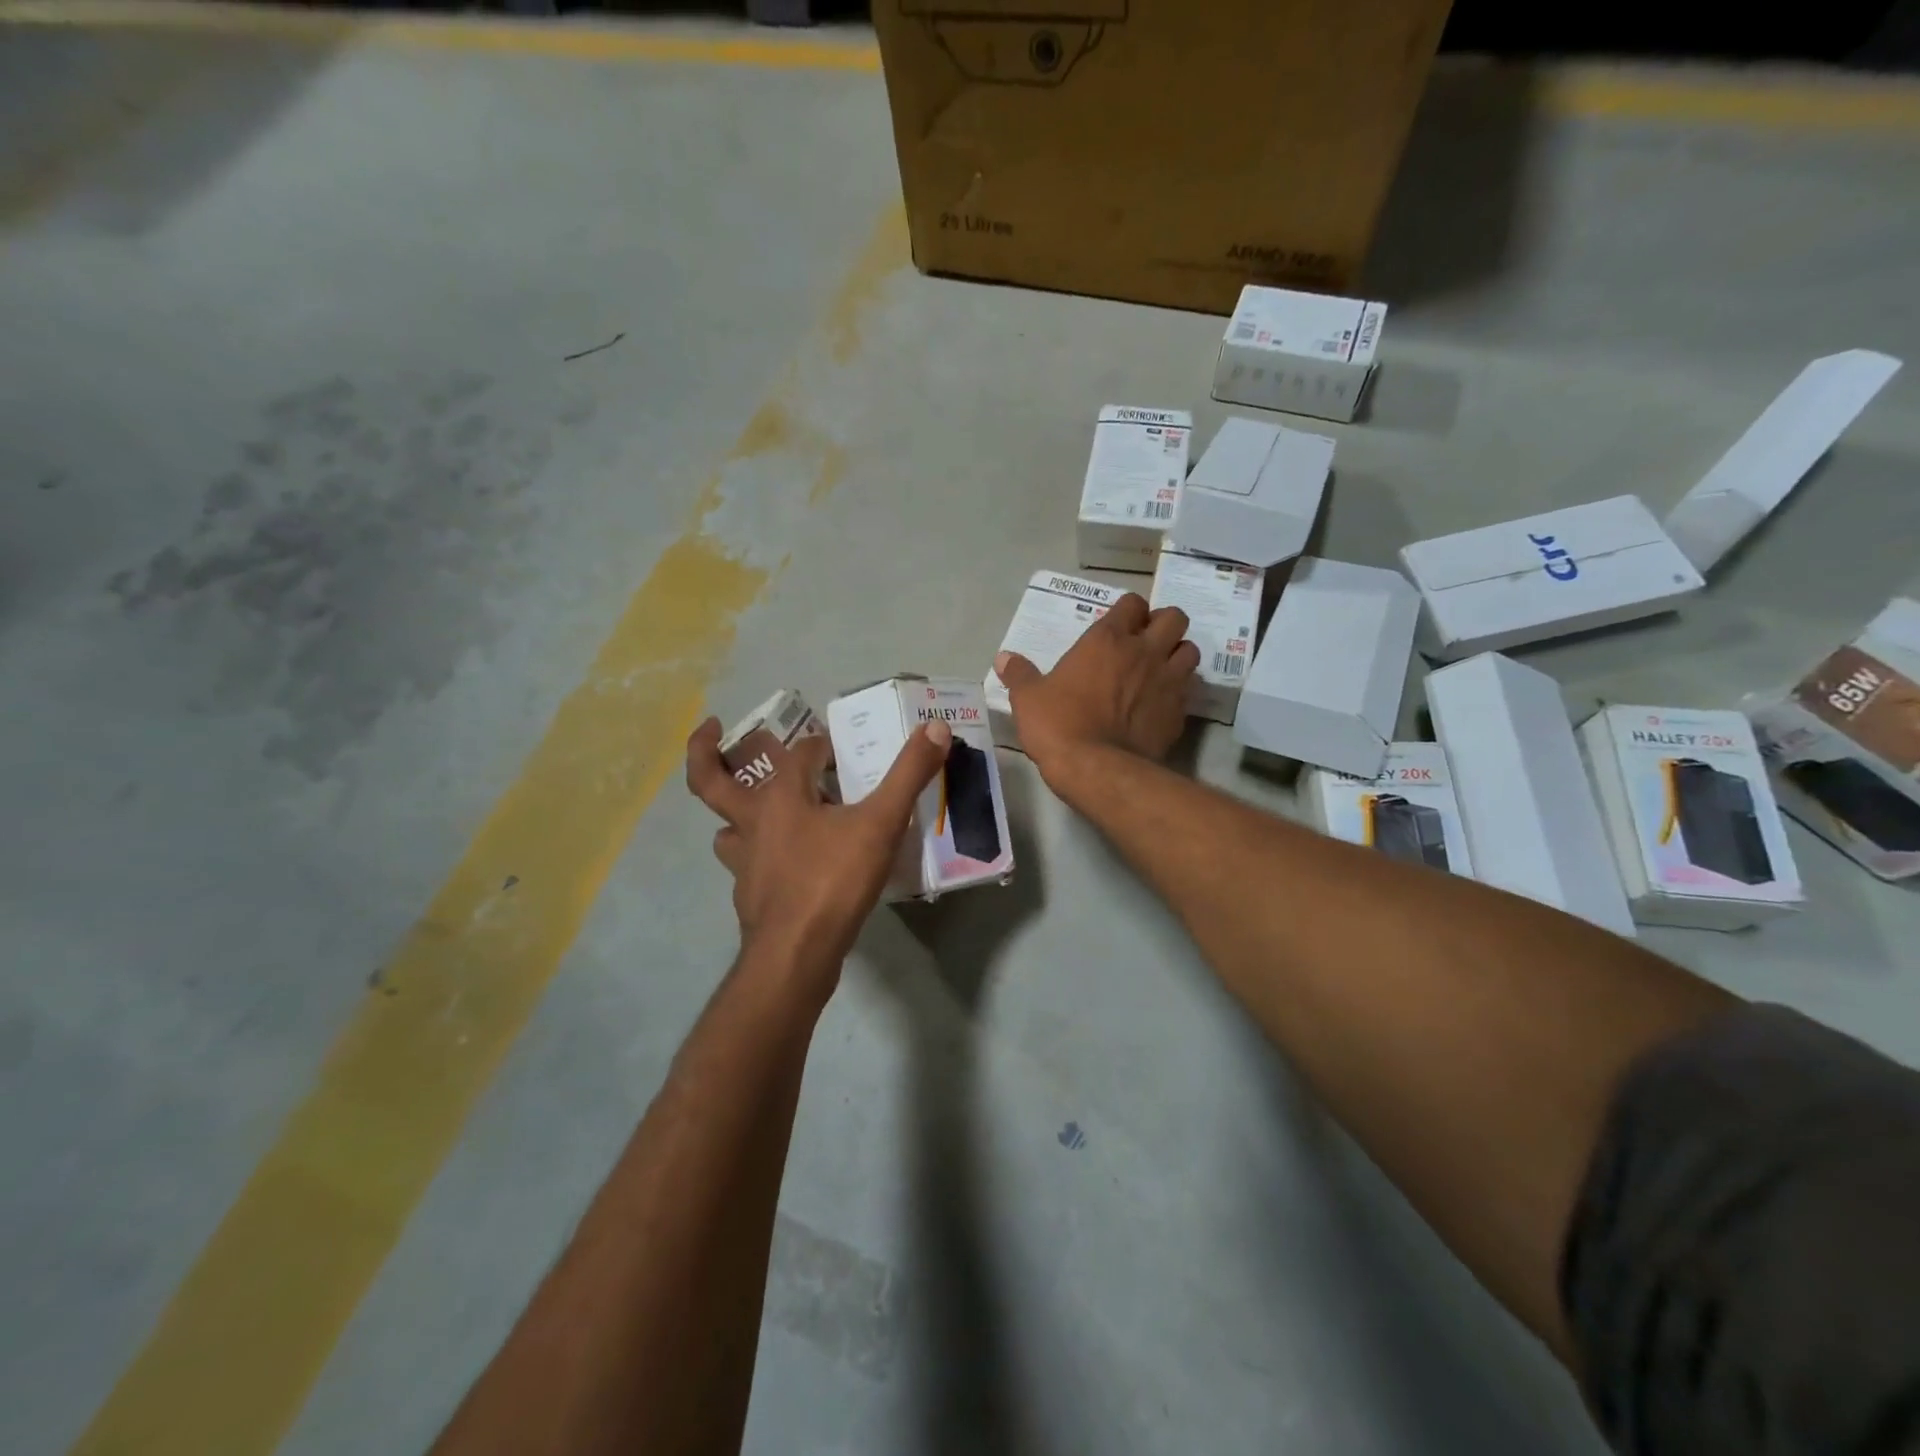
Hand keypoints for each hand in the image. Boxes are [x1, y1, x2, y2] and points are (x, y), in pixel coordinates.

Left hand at [685, 715, 951, 986]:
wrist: (797, 954)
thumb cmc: (834, 880)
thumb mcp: (881, 823)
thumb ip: (909, 774)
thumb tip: (936, 727)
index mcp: (781, 796)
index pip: (799, 753)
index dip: (822, 744)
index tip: (843, 749)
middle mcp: (752, 823)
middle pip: (711, 781)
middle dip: (704, 752)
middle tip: (712, 729)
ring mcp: (745, 863)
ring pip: (726, 829)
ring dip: (735, 815)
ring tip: (756, 808)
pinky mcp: (749, 896)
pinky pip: (746, 867)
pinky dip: (758, 858)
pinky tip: (781, 866)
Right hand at [996, 592, 1196, 784]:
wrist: (1096, 768)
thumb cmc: (1058, 724)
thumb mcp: (1028, 698)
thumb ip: (1019, 674)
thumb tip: (1003, 658)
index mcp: (1107, 639)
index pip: (1133, 603)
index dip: (1129, 611)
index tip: (1119, 625)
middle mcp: (1144, 651)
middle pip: (1175, 618)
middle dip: (1164, 625)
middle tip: (1147, 642)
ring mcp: (1167, 681)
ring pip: (1191, 650)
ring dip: (1178, 654)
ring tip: (1161, 669)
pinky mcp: (1179, 712)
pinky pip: (1188, 690)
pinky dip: (1179, 692)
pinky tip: (1162, 705)